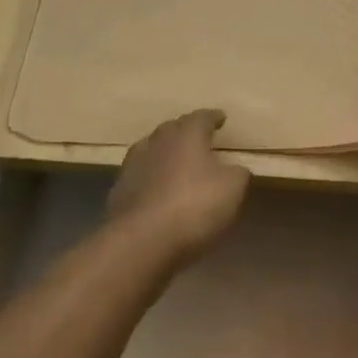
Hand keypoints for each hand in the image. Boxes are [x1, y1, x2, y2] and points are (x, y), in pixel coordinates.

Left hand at [107, 109, 251, 263]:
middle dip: (187, 131)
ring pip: (153, 149)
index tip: (221, 118)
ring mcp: (134, 164)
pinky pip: (141, 174)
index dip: (213, 118)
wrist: (141, 241)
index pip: (202, 117)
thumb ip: (237, 173)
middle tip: (200, 138)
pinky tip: (158, 188)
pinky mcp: (120, 189)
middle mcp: (158, 141)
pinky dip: (152, 177)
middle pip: (174, 128)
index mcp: (187, 134)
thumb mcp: (232, 189)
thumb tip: (235, 168)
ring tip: (178, 161)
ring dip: (166, 153)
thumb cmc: (194, 206)